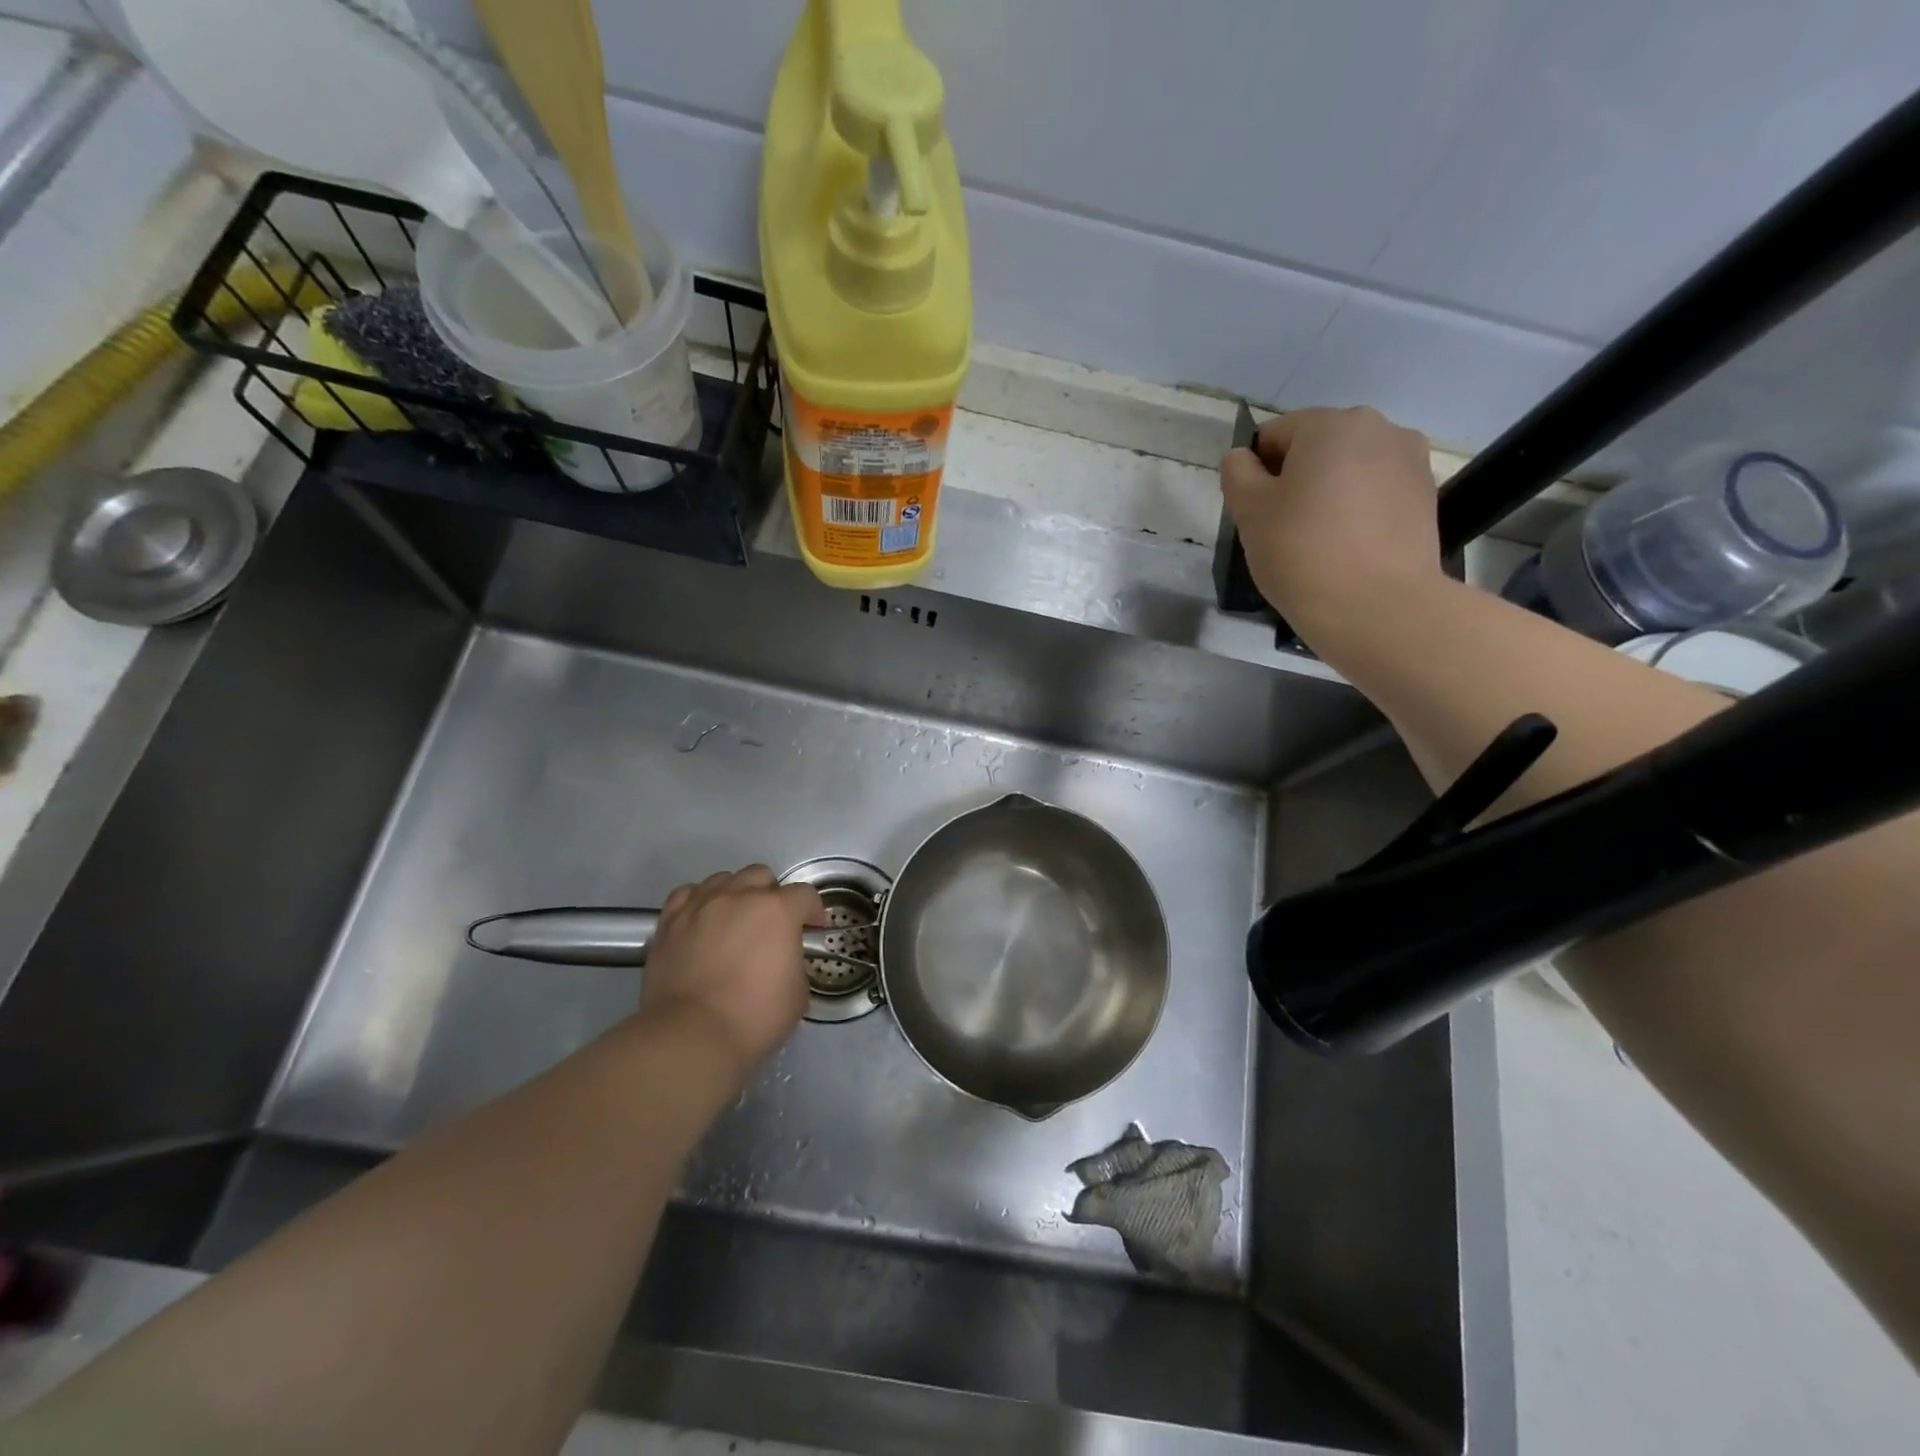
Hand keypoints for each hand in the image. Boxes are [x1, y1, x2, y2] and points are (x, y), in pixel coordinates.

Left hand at [638, 866, 824, 1079]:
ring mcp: (701, 904)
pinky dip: (699, 901)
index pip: (805, 895)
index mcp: (778, 910)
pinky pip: (688, 894)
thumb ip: (794, 962)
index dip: (813, 912)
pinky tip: (701, 920)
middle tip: (770, 925)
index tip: (812, 930)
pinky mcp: (670, 920)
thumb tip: (784, 959)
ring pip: (724, 879)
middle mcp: (740, 896)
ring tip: (733, 921)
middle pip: (761, 876)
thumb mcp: (798, 993)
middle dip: (771, 895)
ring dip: (735, 895)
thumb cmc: (754, 1017)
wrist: (691, 1035)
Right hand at [1220, 406, 1443, 636]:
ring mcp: (1410, 460)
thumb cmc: (1302, 552)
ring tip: (1321, 541)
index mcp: (1330, 424)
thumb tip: (1243, 458)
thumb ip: (1238, 474)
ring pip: (1350, 469)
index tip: (1255, 514)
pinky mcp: (1427, 495)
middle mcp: (1378, 428)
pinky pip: (1377, 493)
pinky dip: (1359, 511)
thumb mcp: (1250, 513)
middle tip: (1284, 529)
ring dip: (1330, 493)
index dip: (1256, 473)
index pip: (1274, 435)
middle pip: (1317, 447)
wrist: (1378, 606)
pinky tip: (1350, 548)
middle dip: (1296, 479)